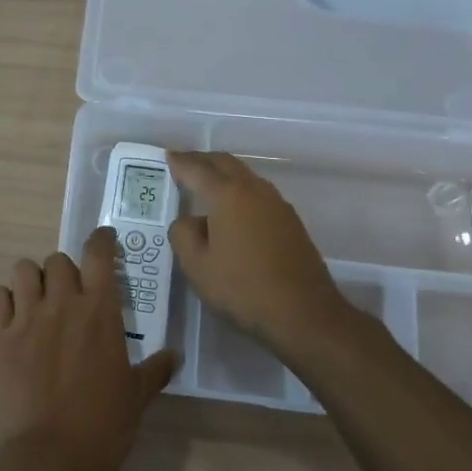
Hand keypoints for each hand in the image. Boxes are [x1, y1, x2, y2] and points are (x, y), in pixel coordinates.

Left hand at [0, 228, 177, 470]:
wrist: (52, 457)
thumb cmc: (104, 425)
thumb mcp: (137, 396)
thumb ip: (155, 369)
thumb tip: (175, 356)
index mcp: (100, 310)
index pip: (98, 253)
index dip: (100, 240)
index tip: (103, 241)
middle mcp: (62, 302)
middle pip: (57, 260)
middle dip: (64, 272)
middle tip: (68, 295)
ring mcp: (27, 317)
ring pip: (23, 269)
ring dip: (32, 280)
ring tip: (37, 301)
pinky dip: (3, 301)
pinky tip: (11, 319)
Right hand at [167, 151, 352, 350]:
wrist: (304, 313)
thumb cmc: (243, 288)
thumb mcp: (197, 266)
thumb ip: (183, 235)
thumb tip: (188, 221)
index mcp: (228, 195)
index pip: (197, 168)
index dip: (179, 161)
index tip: (167, 156)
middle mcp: (254, 190)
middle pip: (225, 163)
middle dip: (203, 160)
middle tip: (183, 165)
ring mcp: (277, 204)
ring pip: (245, 177)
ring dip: (223, 174)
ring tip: (205, 186)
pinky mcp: (290, 221)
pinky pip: (258, 194)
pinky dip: (239, 192)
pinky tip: (232, 212)